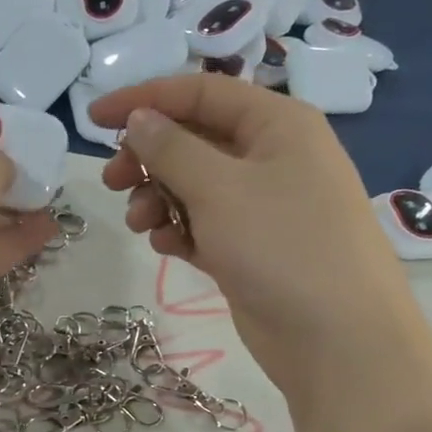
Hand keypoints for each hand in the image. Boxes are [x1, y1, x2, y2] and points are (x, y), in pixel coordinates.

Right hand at [90, 74, 422, 407]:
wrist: (337, 339)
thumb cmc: (282, 247)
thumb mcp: (220, 189)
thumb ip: (172, 149)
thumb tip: (140, 119)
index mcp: (276, 123)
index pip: (200, 93)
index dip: (144, 99)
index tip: (94, 119)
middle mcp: (271, 157)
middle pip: (194, 139)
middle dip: (149, 158)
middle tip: (112, 183)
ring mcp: (263, 206)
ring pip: (195, 185)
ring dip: (159, 198)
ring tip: (140, 225)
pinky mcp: (251, 248)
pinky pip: (204, 224)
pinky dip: (180, 229)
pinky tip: (167, 247)